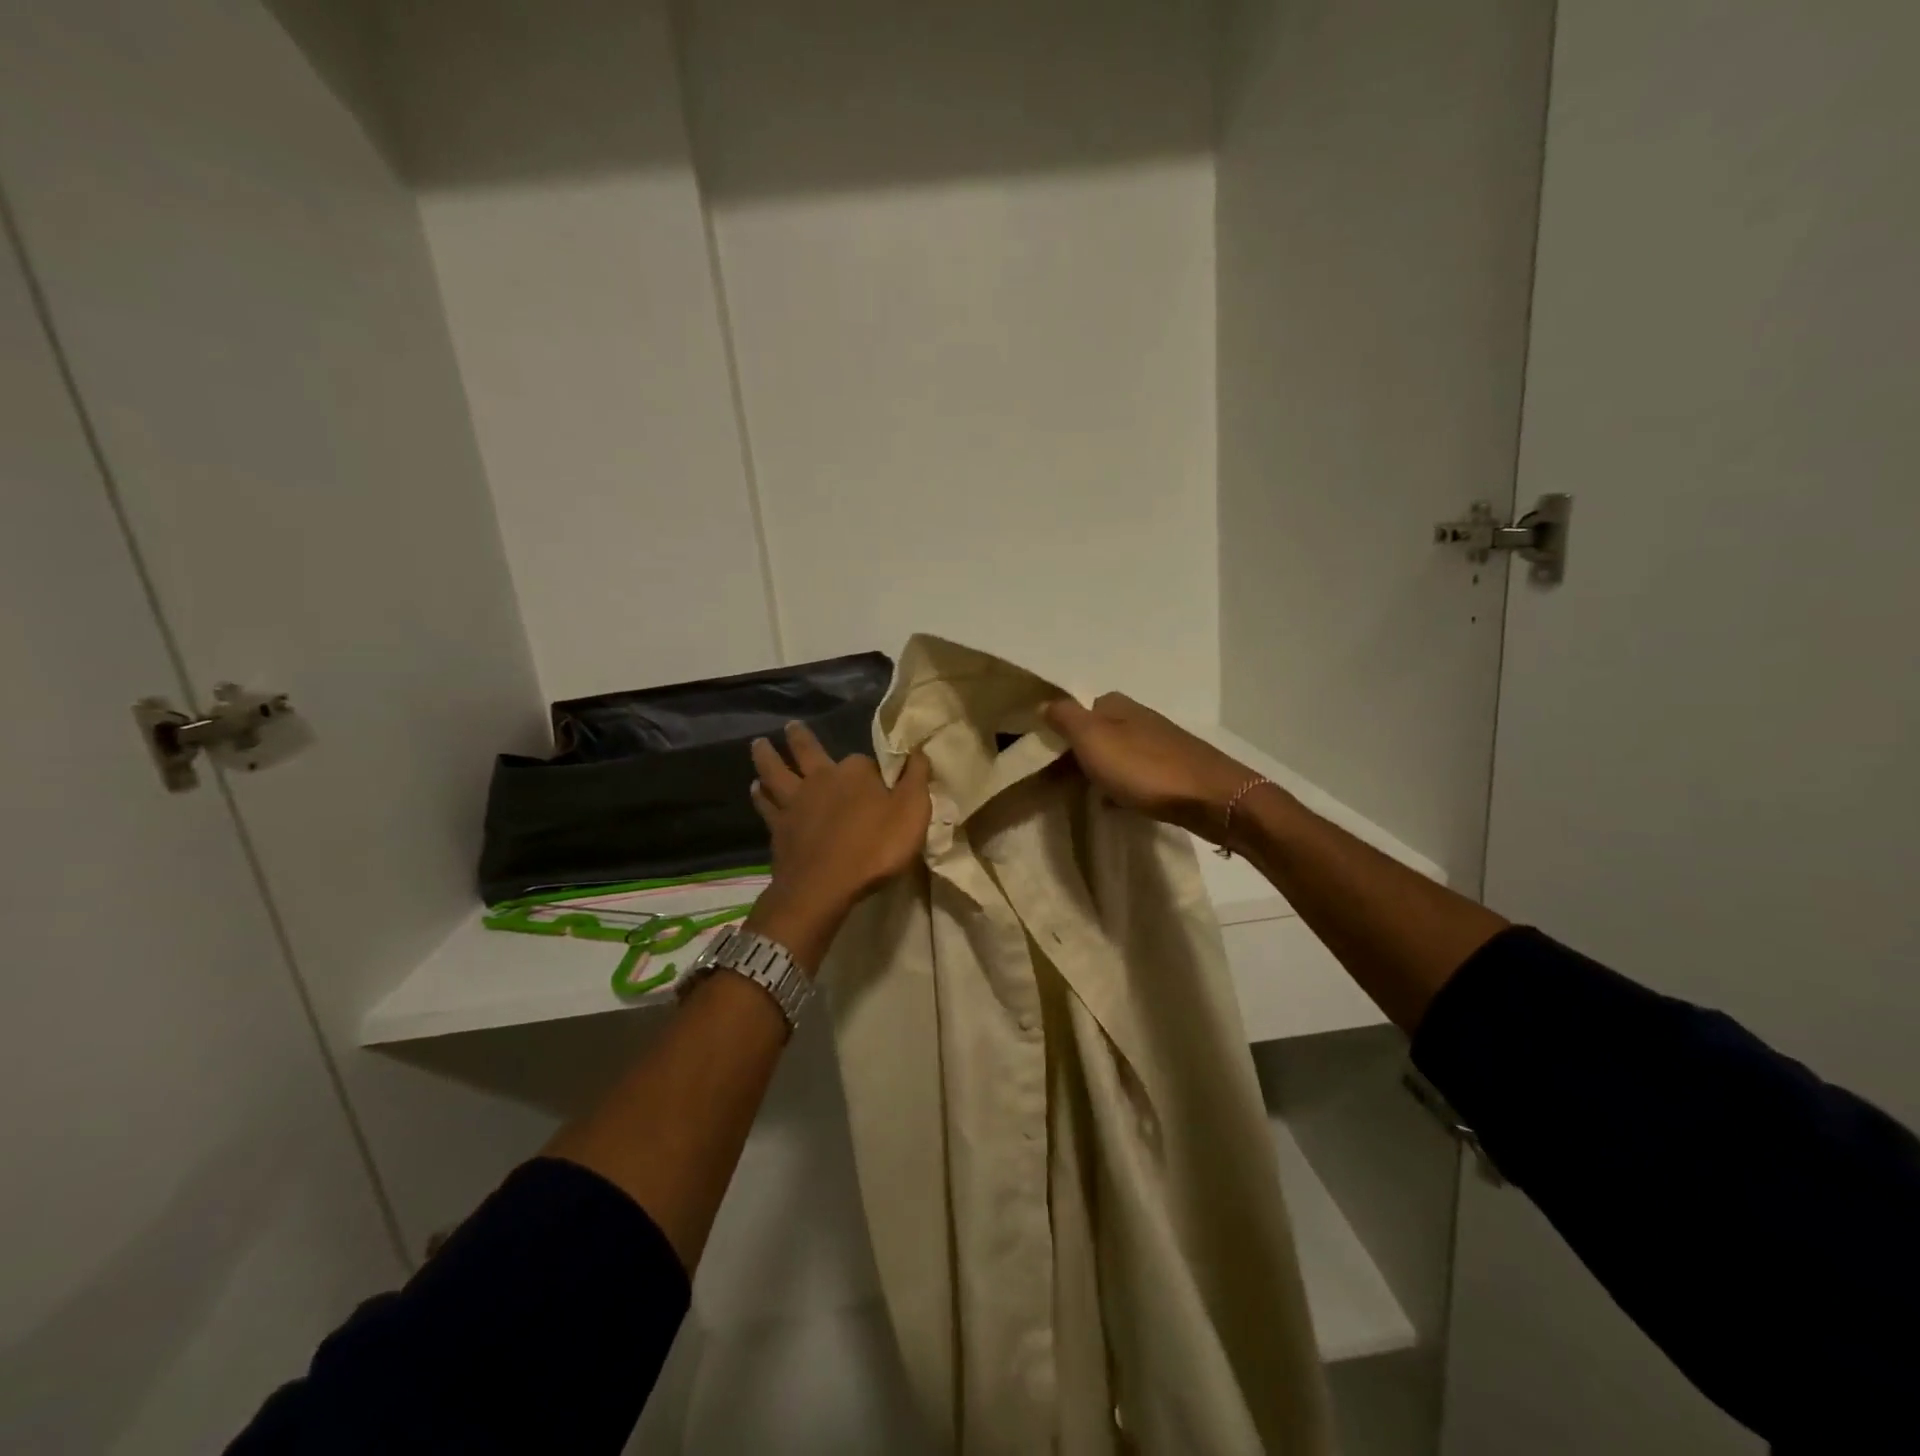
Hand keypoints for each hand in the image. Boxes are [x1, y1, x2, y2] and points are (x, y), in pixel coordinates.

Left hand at [744, 722, 932, 973]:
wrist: (825, 885)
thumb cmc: (875, 848)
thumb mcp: (912, 811)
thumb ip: (916, 779)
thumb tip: (918, 750)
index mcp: (854, 772)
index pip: (864, 762)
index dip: (871, 769)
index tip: (878, 778)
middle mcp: (820, 779)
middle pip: (806, 751)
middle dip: (799, 737)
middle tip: (789, 725)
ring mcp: (794, 802)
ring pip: (775, 772)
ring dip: (766, 757)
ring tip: (759, 745)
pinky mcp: (778, 827)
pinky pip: (765, 804)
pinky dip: (759, 794)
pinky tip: (755, 788)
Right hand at [1042, 693, 1257, 842]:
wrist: (1210, 798)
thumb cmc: (1144, 768)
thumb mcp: (1092, 738)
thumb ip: (1065, 718)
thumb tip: (1044, 702)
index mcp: (1116, 705)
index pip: (1078, 708)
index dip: (1060, 731)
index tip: (1046, 758)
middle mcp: (1139, 717)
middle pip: (1098, 731)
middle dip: (1080, 753)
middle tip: (1061, 782)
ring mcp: (1160, 743)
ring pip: (1118, 753)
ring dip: (1101, 770)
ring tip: (1086, 795)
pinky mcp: (1175, 769)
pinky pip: (1137, 774)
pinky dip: (1123, 786)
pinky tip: (1118, 804)